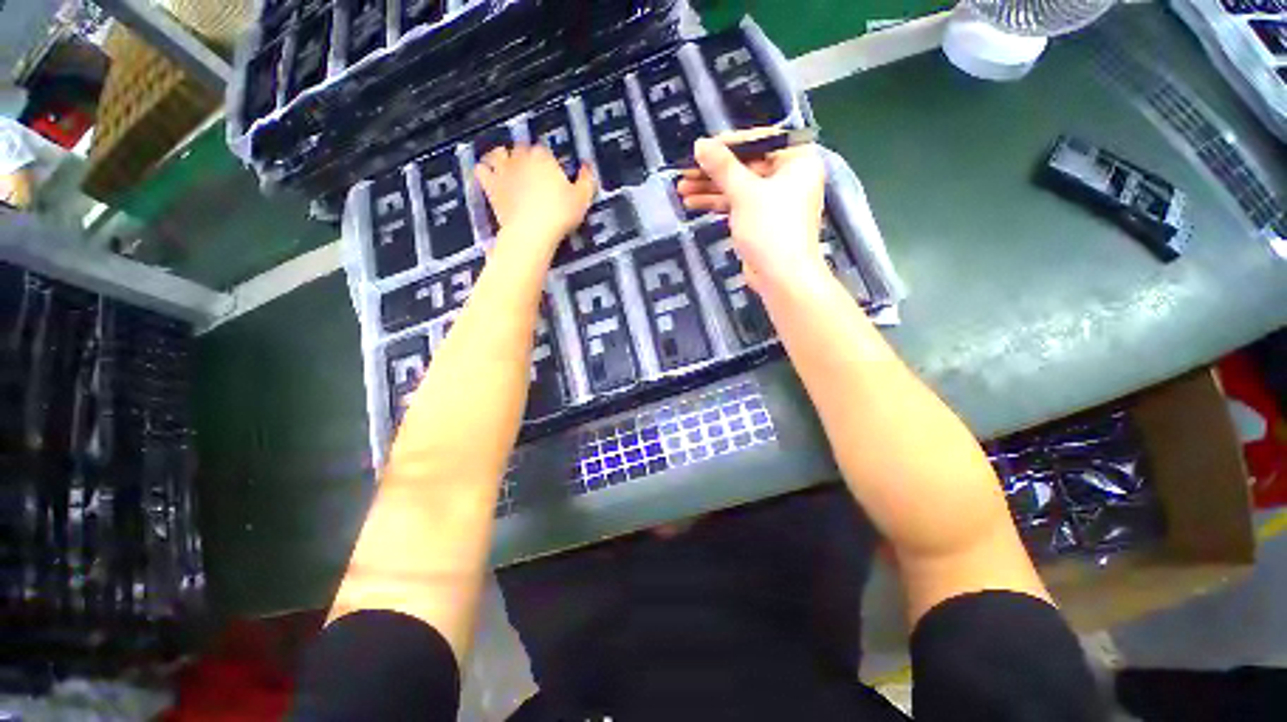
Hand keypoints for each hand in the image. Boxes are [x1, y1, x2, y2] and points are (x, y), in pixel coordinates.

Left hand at [475, 144, 594, 247]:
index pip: (544, 150)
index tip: (552, 172)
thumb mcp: (582, 199)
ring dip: (502, 157)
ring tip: (507, 167)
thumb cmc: (560, 214)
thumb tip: (586, 166)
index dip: (548, 160)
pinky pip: (481, 170)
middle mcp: (520, 158)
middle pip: (521, 148)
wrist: (532, 232)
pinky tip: (490, 177)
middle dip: (525, 157)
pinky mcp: (490, 186)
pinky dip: (485, 170)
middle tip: (533, 172)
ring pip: (498, 154)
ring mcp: (503, 170)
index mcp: (543, 157)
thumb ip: (586, 180)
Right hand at [677, 129, 827, 292]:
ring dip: (710, 188)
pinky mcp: (761, 221)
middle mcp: (788, 176)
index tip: (699, 149)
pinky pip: (738, 205)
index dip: (726, 145)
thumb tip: (700, 144)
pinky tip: (693, 203)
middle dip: (713, 171)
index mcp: (796, 159)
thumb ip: (722, 167)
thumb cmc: (770, 228)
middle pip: (745, 166)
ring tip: (681, 189)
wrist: (782, 277)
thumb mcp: (744, 192)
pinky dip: (717, 203)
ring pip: (738, 187)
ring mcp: (774, 201)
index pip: (758, 141)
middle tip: (684, 172)